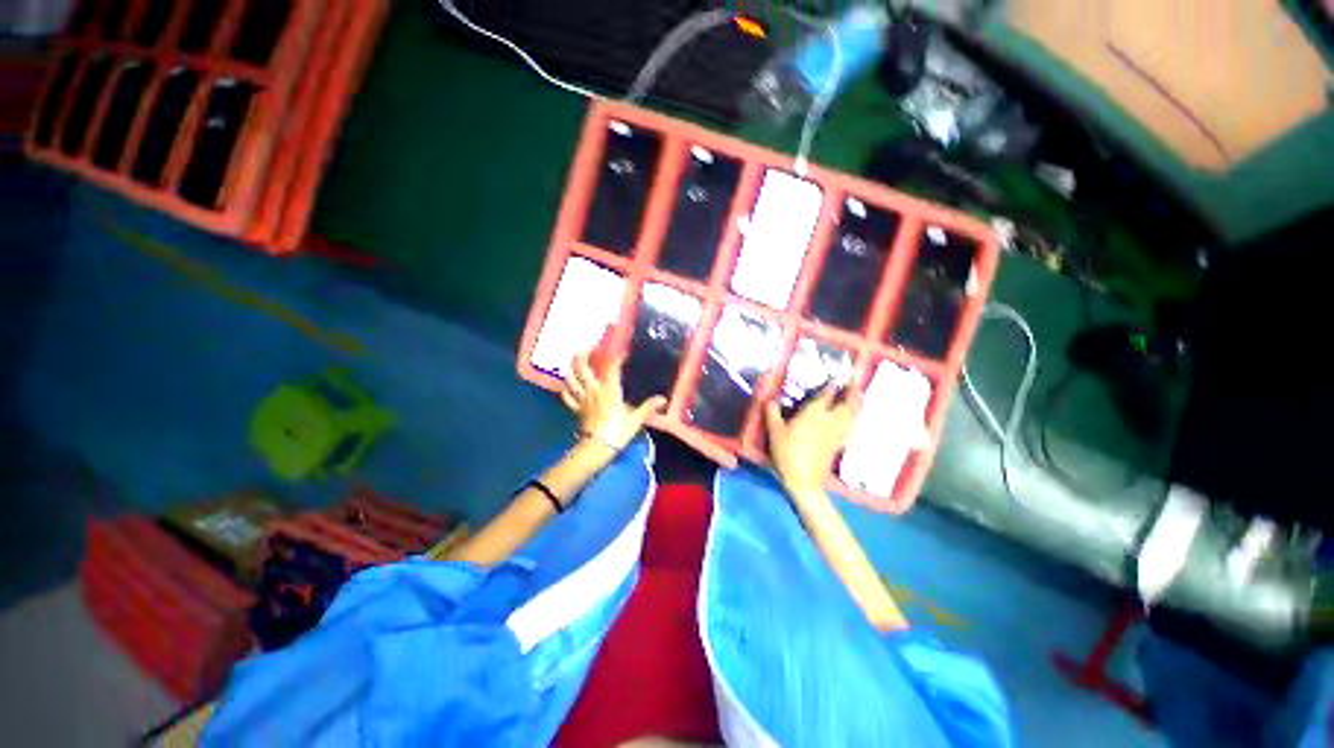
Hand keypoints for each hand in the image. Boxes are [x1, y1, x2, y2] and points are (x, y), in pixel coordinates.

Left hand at [561, 352, 666, 450]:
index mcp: (610, 389)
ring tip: (579, 363)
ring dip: (573, 368)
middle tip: (592, 348)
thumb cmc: (618, 431)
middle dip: (585, 353)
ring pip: (571, 378)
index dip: (616, 356)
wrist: (598, 447)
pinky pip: (566, 395)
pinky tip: (570, 385)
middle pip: (582, 365)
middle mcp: (593, 389)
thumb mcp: (636, 419)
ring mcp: (582, 398)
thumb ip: (648, 406)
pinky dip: (567, 388)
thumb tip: (663, 399)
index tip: (622, 353)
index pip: (611, 365)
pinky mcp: (576, 408)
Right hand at [765, 386, 860, 498]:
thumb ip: (772, 413)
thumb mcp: (774, 431)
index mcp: (814, 414)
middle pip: (846, 404)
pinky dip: (853, 420)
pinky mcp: (838, 445)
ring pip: (851, 416)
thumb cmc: (787, 451)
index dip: (831, 385)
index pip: (825, 395)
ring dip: (856, 405)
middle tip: (853, 382)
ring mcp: (836, 434)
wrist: (803, 479)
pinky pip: (850, 428)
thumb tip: (770, 399)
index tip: (836, 376)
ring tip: (858, 397)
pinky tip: (852, 420)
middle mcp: (829, 421)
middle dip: (851, 392)